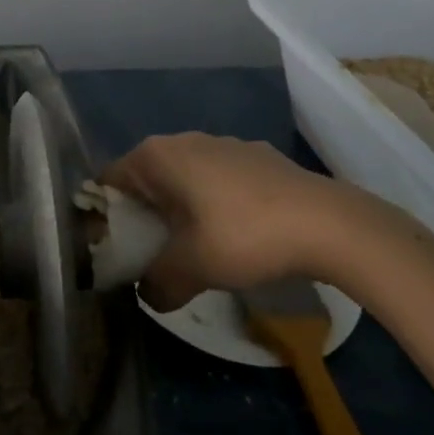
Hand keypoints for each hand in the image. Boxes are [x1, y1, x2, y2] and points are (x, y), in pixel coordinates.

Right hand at [101, 133, 378, 310]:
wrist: (327, 222)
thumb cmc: (244, 236)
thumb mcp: (192, 269)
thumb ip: (157, 283)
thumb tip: (148, 294)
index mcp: (156, 156)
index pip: (109, 181)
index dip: (106, 217)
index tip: (115, 252)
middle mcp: (183, 140)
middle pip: (146, 179)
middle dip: (146, 217)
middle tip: (154, 257)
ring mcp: (223, 143)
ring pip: (185, 178)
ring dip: (182, 211)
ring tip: (197, 251)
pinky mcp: (256, 156)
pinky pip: (219, 179)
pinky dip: (216, 204)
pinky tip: (239, 236)